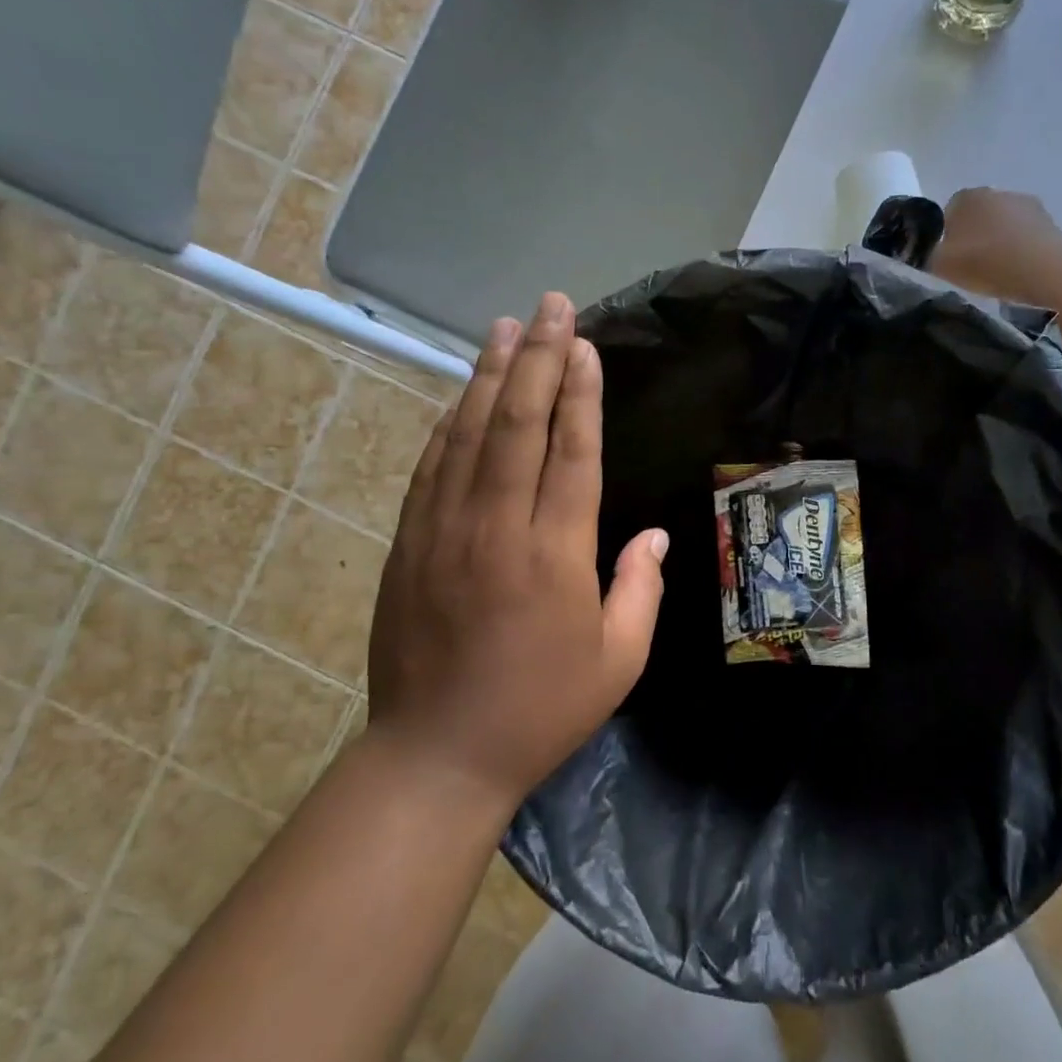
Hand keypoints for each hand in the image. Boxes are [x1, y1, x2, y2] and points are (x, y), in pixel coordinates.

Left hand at [367, 292, 668, 813]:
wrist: (437, 754)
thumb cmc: (541, 709)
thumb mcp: (619, 659)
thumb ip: (640, 589)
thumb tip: (652, 535)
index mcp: (555, 553)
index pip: (572, 451)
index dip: (580, 392)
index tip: (585, 344)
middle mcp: (497, 527)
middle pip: (517, 423)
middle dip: (537, 358)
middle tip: (551, 306)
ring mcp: (443, 530)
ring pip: (468, 434)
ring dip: (489, 375)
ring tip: (505, 327)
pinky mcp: (409, 543)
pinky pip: (432, 466)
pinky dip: (450, 423)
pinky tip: (462, 395)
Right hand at [931, 188, 1061, 300]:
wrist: (1044, 270)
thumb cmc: (986, 263)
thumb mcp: (940, 266)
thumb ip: (927, 255)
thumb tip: (928, 252)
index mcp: (966, 197)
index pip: (948, 213)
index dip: (946, 237)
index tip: (950, 261)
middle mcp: (996, 192)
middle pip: (977, 217)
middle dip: (973, 237)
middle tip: (972, 268)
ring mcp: (1026, 203)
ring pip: (1002, 225)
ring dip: (998, 242)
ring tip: (998, 272)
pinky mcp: (1049, 220)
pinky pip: (1024, 236)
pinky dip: (1019, 249)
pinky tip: (1018, 271)